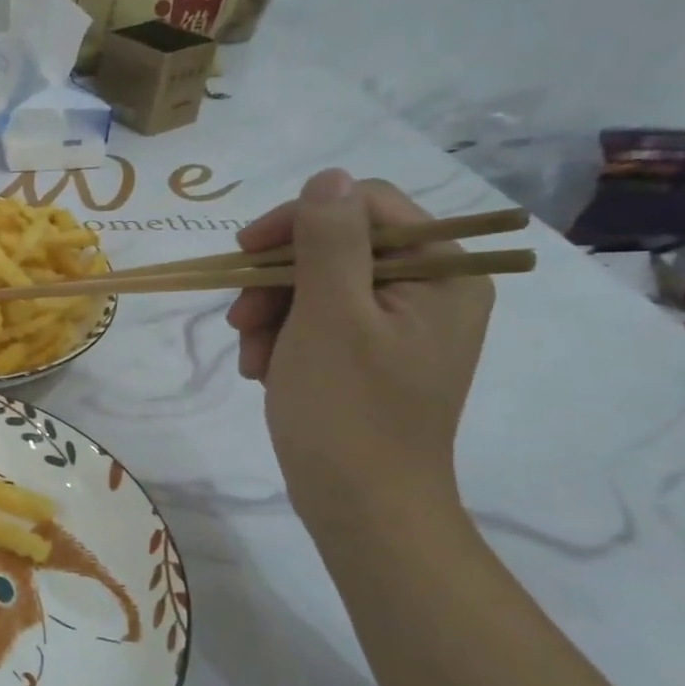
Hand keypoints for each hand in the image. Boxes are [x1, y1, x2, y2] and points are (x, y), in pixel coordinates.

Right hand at [226, 170, 492, 526]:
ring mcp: (401, 326)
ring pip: (318, 285)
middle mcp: (431, 291)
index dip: (298, 220)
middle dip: (278, 281)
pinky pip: (319, 321)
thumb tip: (328, 177)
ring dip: (272, 314)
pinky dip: (284, 339)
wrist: (361, 508)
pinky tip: (265, 370)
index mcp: (443, 273)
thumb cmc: (347, 411)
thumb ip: (329, 240)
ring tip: (252, 358)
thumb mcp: (329, 316)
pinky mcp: (372, 355)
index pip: (365, 207)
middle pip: (337, 247)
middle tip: (241, 320)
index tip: (245, 252)